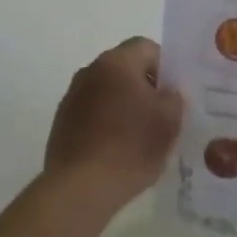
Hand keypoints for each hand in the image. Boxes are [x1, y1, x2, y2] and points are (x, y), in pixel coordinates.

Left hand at [44, 38, 183, 211]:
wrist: (80, 188)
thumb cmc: (130, 148)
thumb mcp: (169, 122)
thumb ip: (174, 98)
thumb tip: (168, 92)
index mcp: (117, 62)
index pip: (147, 47)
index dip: (165, 67)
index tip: (172, 94)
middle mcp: (90, 70)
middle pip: (125, 67)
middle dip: (144, 86)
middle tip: (160, 116)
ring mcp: (72, 95)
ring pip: (107, 89)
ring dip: (123, 104)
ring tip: (138, 137)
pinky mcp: (62, 121)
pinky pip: (91, 111)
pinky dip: (105, 122)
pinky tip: (115, 150)